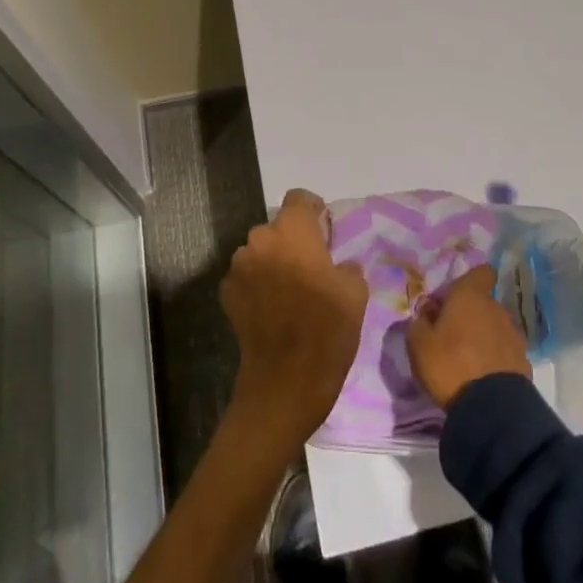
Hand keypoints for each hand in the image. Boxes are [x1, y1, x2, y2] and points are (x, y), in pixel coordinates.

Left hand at [220, 189, 368, 456]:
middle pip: (278, 228)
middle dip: (293, 241)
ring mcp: (239, 267)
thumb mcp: (355, 295)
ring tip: (290, 292)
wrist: (284, 384)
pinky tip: (272, 310)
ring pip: (260, 252)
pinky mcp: (227, 294)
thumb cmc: (326, 332)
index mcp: (293, 232)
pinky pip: (246, 277)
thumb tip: (340, 266)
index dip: (313, 211)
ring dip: (273, 263)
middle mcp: (261, 240)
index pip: (299, 198)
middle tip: (311, 268)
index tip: (324, 231)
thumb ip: (347, 267)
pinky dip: (258, 285)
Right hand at [406, 264, 531, 407]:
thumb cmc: (449, 365)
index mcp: (470, 296)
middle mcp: (495, 308)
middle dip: (470, 314)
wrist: (491, 409)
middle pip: (483, 302)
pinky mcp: (523, 361)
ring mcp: (513, 334)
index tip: (456, 296)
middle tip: (451, 335)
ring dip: (484, 336)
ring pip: (495, 326)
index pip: (481, 272)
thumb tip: (428, 311)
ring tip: (468, 359)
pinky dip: (496, 358)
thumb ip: (420, 321)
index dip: (471, 280)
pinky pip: (505, 351)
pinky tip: (483, 376)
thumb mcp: (418, 344)